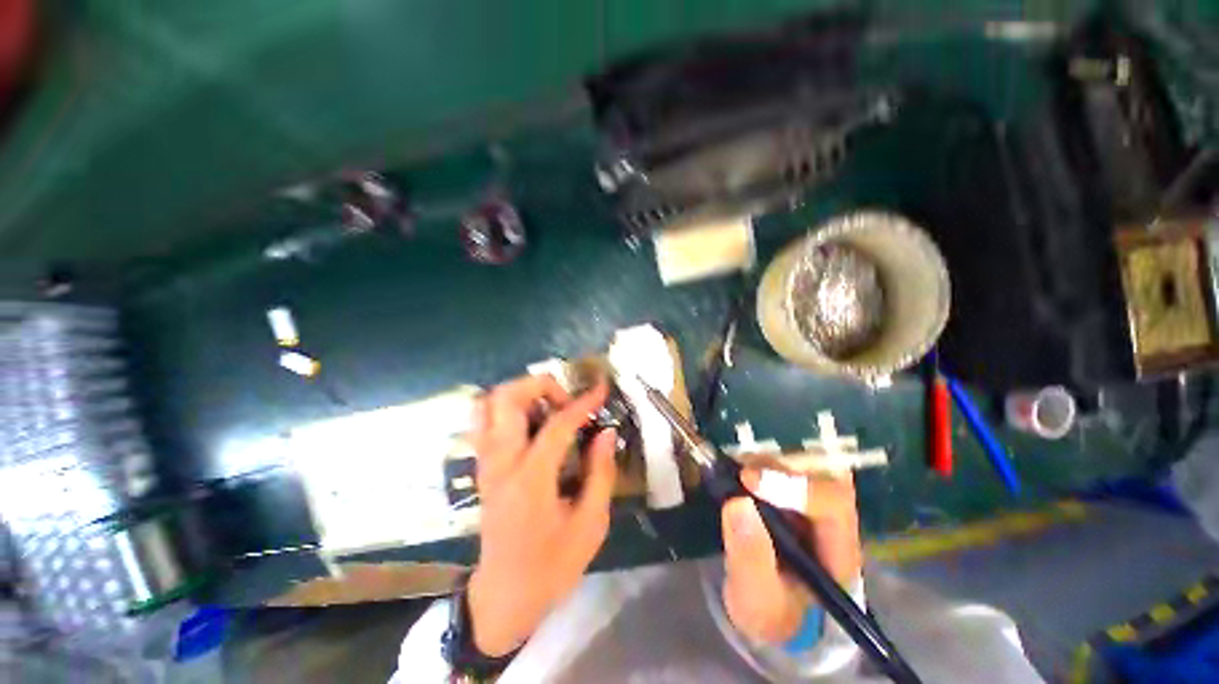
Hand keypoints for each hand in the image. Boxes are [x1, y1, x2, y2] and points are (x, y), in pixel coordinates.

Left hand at [466, 376, 617, 655]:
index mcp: (531, 479)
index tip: (602, 388)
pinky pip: (484, 421)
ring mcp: (486, 463)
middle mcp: (501, 463)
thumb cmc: (551, 567)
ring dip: (520, 394)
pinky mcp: (482, 467)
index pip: (558, 424)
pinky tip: (532, 423)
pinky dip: (506, 408)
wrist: (503, 598)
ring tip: (548, 407)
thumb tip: (606, 431)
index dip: (583, 402)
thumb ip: (601, 472)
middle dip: (540, 385)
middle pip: (507, 398)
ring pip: (488, 403)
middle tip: (567, 401)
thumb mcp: (590, 525)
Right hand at [721, 470, 862, 642]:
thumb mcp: (754, 597)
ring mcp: (812, 494)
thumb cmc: (766, 604)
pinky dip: (756, 456)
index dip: (795, 486)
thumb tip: (738, 503)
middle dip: (777, 464)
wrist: (764, 597)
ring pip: (801, 456)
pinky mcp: (791, 483)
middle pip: (821, 469)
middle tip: (739, 468)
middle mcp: (832, 515)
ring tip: (733, 467)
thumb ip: (749, 558)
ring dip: (764, 457)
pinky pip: (780, 457)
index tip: (748, 480)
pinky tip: (735, 465)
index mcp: (839, 551)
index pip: (833, 504)